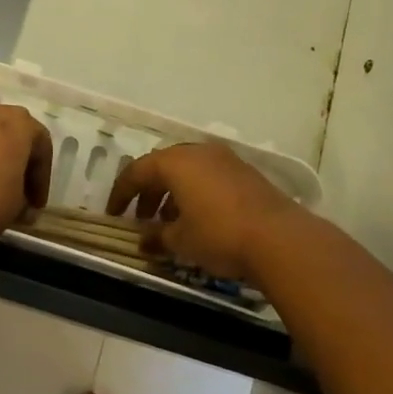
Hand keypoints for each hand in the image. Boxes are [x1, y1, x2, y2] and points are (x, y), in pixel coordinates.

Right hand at [107, 143, 307, 281]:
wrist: (279, 238)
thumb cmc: (219, 234)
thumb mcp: (180, 241)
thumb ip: (157, 236)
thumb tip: (144, 240)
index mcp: (175, 162)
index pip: (136, 171)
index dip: (121, 193)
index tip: (113, 214)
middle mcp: (198, 153)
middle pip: (163, 167)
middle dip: (148, 192)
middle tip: (140, 218)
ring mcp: (226, 160)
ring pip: (188, 172)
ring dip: (172, 194)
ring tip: (168, 223)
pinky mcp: (246, 174)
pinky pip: (209, 178)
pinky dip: (195, 194)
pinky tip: (197, 220)